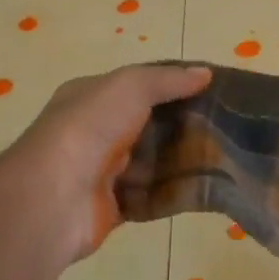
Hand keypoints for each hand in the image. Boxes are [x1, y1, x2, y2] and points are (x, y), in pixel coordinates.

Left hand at [0, 64, 211, 267]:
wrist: (54, 197)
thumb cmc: (89, 128)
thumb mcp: (129, 87)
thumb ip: (167, 79)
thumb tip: (205, 73)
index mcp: (91, 97)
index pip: (138, 85)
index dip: (173, 85)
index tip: (212, 89)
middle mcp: (95, 131)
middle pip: (148, 125)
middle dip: (183, 126)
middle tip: (224, 126)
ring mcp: (102, 171)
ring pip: (152, 163)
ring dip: (181, 161)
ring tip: (224, 156)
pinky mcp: (113, 207)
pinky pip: (151, 197)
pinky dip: (173, 193)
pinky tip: (205, 187)